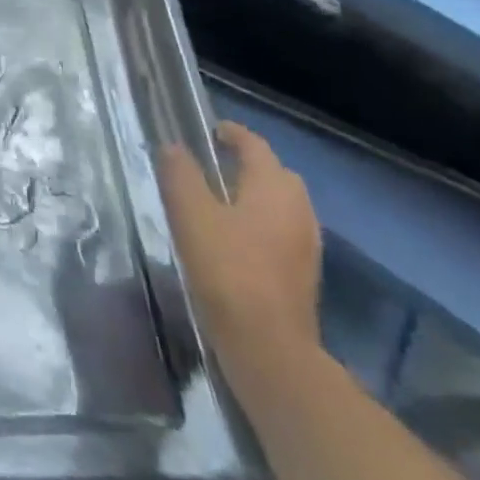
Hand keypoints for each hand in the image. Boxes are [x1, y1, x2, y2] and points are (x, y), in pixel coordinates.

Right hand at [159, 121, 321, 382]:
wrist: (269, 349)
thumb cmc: (227, 270)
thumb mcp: (191, 214)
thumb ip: (180, 174)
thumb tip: (173, 146)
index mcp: (273, 186)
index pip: (254, 145)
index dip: (231, 133)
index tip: (209, 131)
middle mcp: (298, 208)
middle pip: (274, 173)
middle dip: (247, 163)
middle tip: (212, 164)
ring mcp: (306, 244)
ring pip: (281, 204)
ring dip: (255, 195)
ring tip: (219, 201)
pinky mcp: (304, 274)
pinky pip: (282, 231)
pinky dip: (261, 223)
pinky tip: (234, 240)